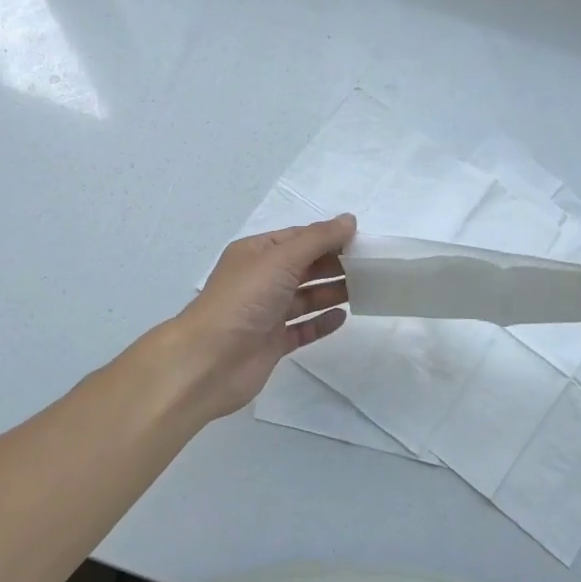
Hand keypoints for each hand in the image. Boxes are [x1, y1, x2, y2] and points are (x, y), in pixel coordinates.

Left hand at [160, 214, 355, 420]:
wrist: (208, 361)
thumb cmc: (243, 300)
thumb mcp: (281, 259)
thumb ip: (317, 239)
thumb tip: (348, 220)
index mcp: (256, 253)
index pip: (298, 238)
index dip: (328, 237)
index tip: (362, 241)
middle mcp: (261, 280)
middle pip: (304, 266)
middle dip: (334, 264)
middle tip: (371, 267)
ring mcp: (266, 313)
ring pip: (305, 297)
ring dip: (332, 292)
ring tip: (365, 290)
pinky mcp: (272, 342)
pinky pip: (302, 328)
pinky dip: (321, 322)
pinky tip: (343, 318)